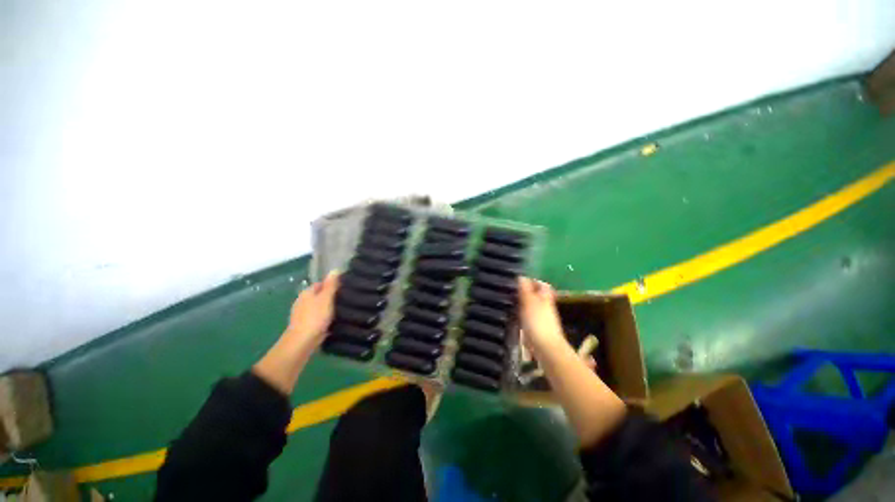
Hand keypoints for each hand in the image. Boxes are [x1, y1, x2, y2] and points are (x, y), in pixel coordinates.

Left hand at [282, 271, 339, 349]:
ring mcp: (304, 314)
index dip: (333, 284)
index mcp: (307, 292)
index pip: (321, 283)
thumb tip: (335, 269)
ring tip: (344, 309)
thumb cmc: (315, 317)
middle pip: (320, 295)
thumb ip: (331, 285)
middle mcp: (303, 301)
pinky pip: (319, 318)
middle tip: (347, 299)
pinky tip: (335, 321)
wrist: (302, 342)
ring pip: (320, 307)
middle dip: (332, 297)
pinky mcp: (307, 325)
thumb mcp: (326, 298)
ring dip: (330, 308)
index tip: (345, 288)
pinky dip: (326, 318)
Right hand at [518, 277, 567, 357]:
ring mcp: (543, 319)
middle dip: (526, 292)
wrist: (545, 348)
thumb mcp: (529, 302)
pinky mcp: (538, 329)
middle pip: (537, 296)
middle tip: (512, 291)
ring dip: (523, 304)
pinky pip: (529, 318)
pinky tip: (514, 317)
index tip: (519, 281)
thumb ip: (525, 289)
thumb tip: (521, 276)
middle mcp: (546, 306)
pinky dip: (522, 315)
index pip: (542, 285)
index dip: (533, 281)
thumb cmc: (537, 322)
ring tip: (510, 302)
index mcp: (545, 298)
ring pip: (533, 307)